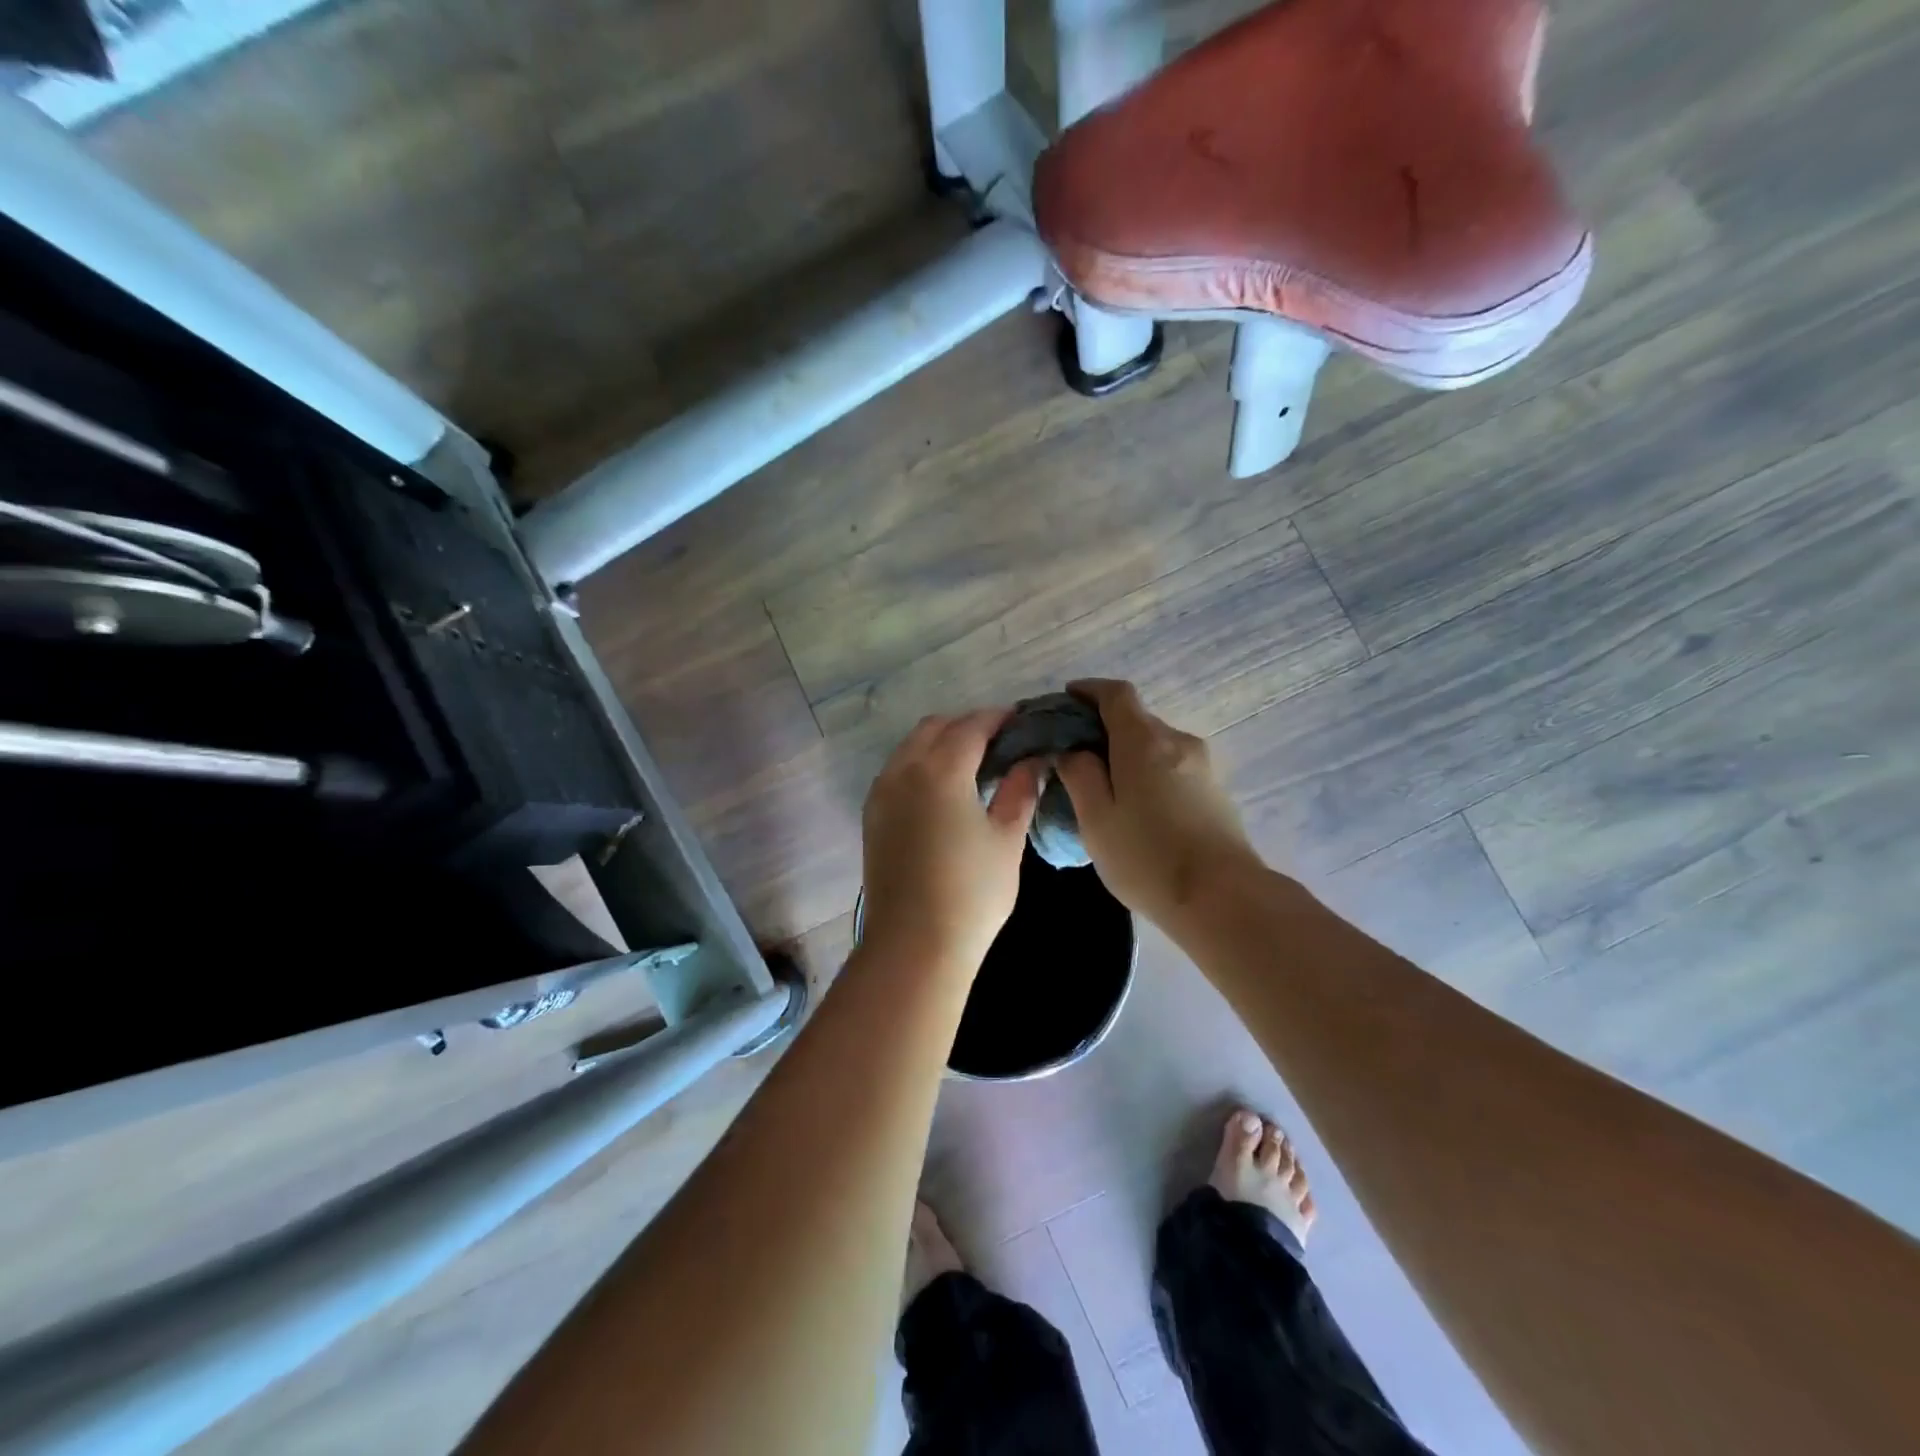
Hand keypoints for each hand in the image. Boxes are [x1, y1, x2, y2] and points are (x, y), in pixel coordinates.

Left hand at [860, 711, 1041, 978]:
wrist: (914, 945)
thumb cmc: (972, 893)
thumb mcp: (1006, 840)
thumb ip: (1019, 791)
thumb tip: (1031, 760)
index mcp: (941, 770)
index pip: (971, 726)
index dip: (998, 718)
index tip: (1020, 721)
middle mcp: (904, 771)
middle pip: (935, 728)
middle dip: (967, 725)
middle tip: (999, 743)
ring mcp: (881, 793)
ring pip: (911, 747)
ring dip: (940, 743)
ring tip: (972, 764)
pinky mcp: (872, 816)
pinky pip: (896, 771)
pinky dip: (920, 764)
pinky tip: (942, 789)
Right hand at [1055, 680, 1258, 926]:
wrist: (1222, 898)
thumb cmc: (1147, 857)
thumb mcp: (1096, 819)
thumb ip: (1079, 775)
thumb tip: (1073, 750)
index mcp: (1144, 741)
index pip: (1116, 694)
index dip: (1089, 690)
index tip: (1067, 699)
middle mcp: (1177, 741)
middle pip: (1136, 720)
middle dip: (1104, 728)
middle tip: (1077, 756)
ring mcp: (1202, 765)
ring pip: (1156, 745)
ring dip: (1128, 754)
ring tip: (1105, 787)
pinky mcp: (1215, 790)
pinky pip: (1172, 766)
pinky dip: (1149, 772)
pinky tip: (1137, 806)